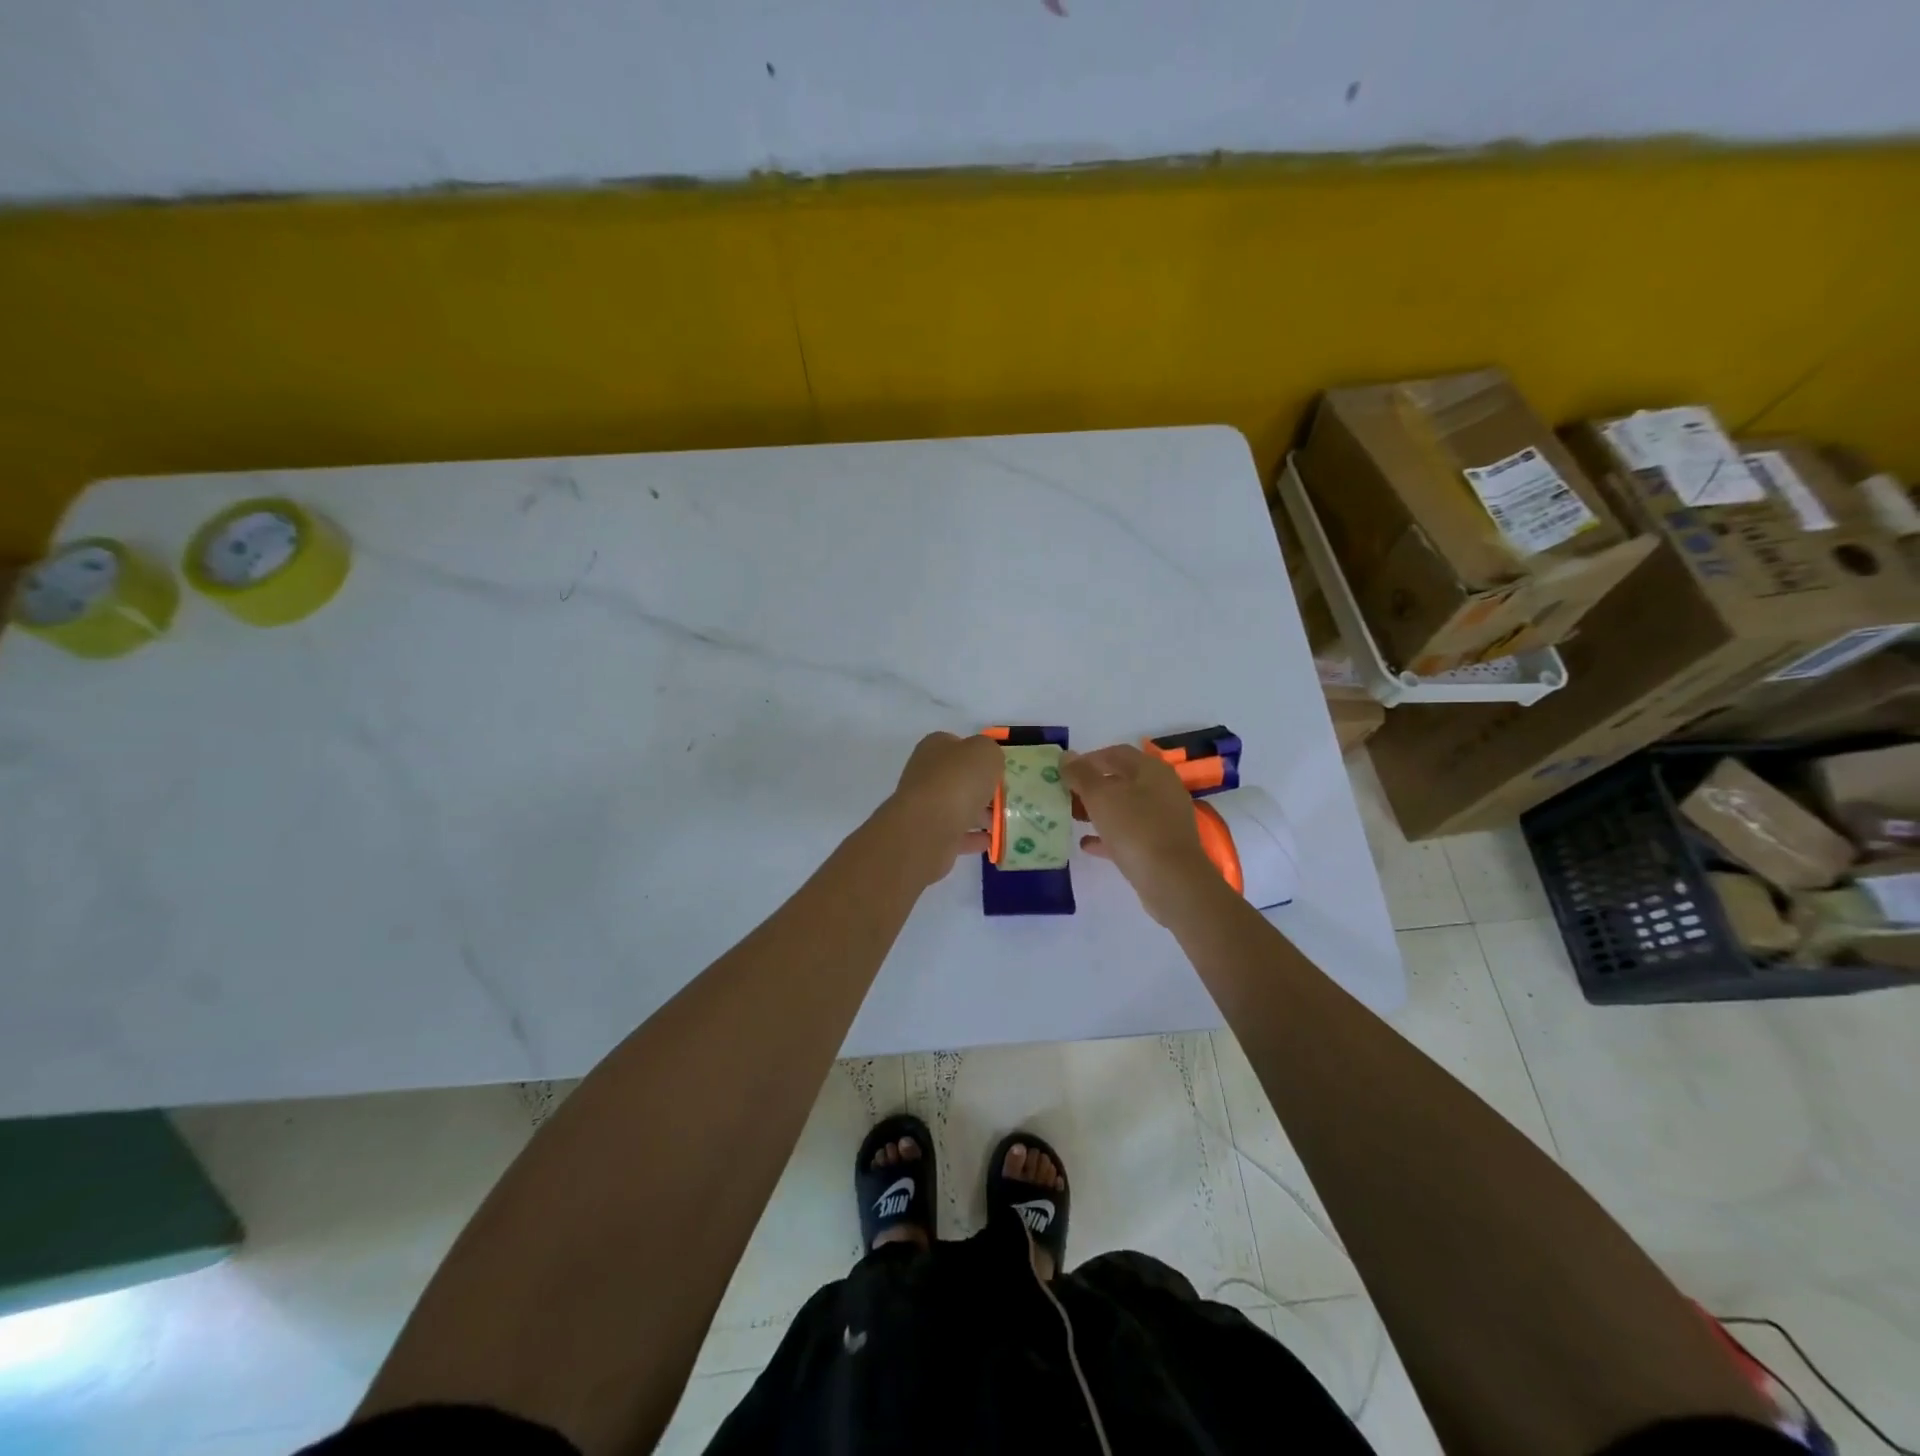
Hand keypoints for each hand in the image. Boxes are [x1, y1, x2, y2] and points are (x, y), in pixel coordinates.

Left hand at [883, 731, 1003, 886]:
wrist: (927, 827)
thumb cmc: (958, 781)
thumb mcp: (985, 752)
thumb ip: (990, 752)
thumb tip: (988, 762)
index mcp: (934, 747)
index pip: (957, 745)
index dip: (979, 755)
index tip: (999, 769)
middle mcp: (925, 774)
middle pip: (958, 778)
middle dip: (981, 788)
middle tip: (1005, 797)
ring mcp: (923, 805)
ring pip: (956, 807)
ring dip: (979, 814)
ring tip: (1002, 821)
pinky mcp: (926, 834)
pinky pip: (955, 833)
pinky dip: (972, 837)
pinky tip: (990, 841)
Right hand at [1063, 744, 1218, 923]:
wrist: (1172, 880)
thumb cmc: (1135, 829)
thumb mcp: (1100, 797)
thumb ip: (1081, 774)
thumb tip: (1066, 756)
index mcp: (1151, 770)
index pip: (1115, 753)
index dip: (1088, 759)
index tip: (1064, 772)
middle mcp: (1162, 789)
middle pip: (1121, 780)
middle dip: (1091, 787)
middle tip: (1066, 796)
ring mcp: (1164, 819)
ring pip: (1125, 808)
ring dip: (1098, 811)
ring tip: (1073, 817)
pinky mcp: (1162, 845)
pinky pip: (1130, 834)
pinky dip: (1108, 835)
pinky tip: (1087, 844)